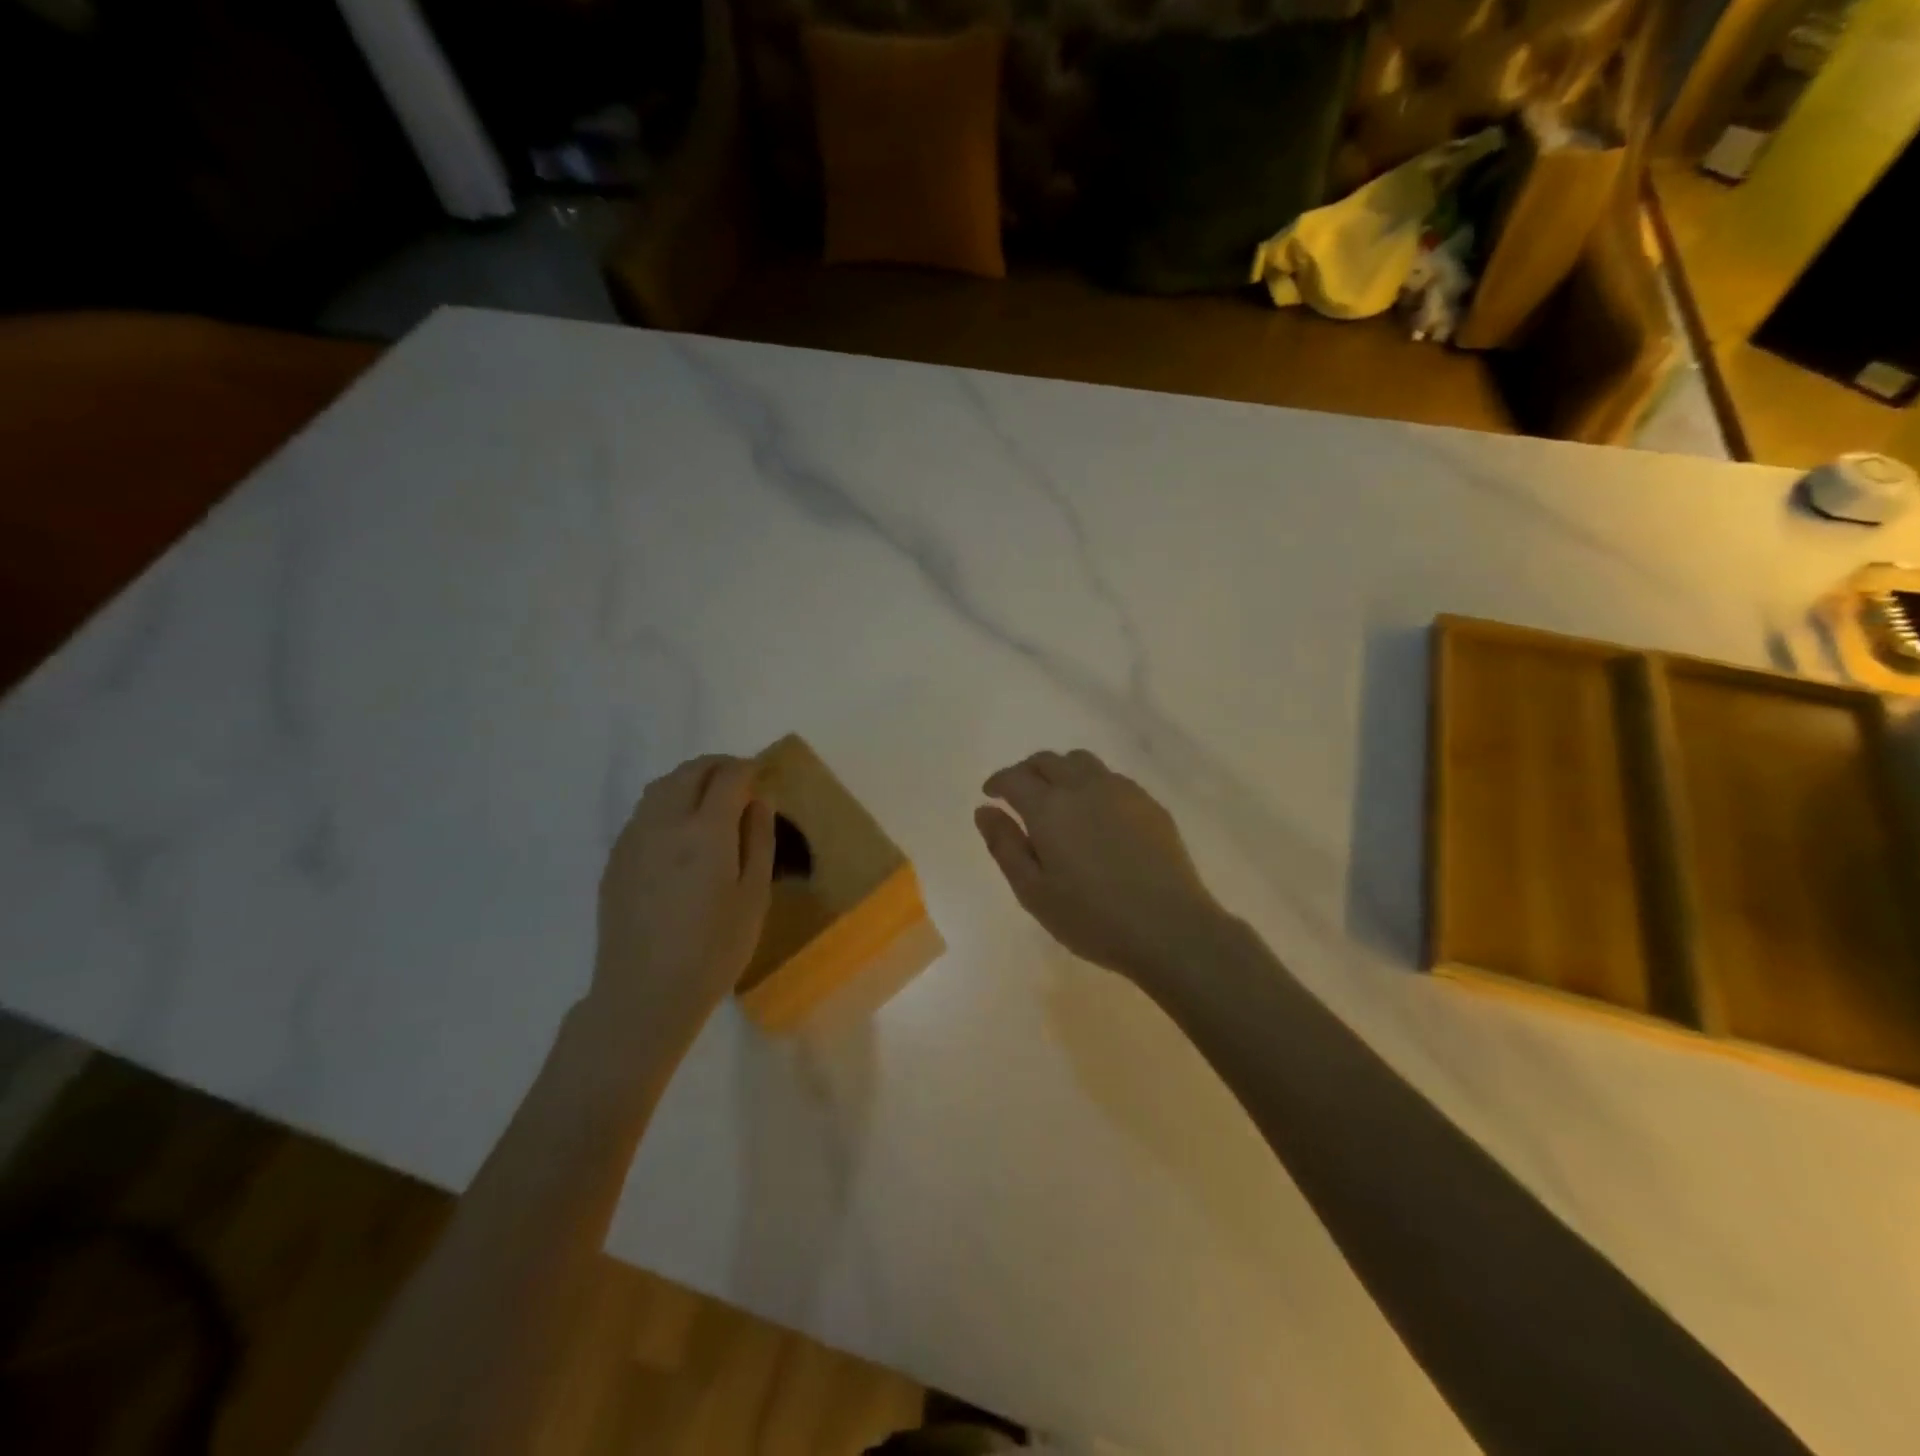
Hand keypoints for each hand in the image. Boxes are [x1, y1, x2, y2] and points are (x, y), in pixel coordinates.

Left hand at [592, 755, 774, 1037]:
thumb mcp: (754, 897)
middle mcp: (665, 822)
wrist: (644, 993)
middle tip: (740, 779)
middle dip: (718, 766)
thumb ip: (759, 840)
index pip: (728, 776)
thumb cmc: (713, 949)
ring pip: (661, 786)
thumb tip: (758, 801)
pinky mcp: (617, 858)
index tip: (762, 773)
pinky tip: (680, 829)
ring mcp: (634, 838)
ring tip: (710, 797)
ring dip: (689, 780)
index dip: (748, 768)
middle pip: (690, 771)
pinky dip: (667, 802)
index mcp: (705, 830)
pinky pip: (644, 811)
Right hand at [975, 750, 1232, 984]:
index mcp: (1049, 807)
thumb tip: (984, 810)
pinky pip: (1112, 778)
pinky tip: (1096, 814)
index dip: (998, 782)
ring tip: (1058, 798)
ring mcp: (1121, 791)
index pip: (1015, 777)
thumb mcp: (1033, 891)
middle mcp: (1084, 787)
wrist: (1170, 928)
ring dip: (1061, 771)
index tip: (991, 794)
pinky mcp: (1149, 804)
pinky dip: (1092, 784)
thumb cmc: (1092, 918)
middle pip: (1048, 760)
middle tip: (1019, 795)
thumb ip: (1005, 846)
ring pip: (1082, 762)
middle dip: (1027, 771)